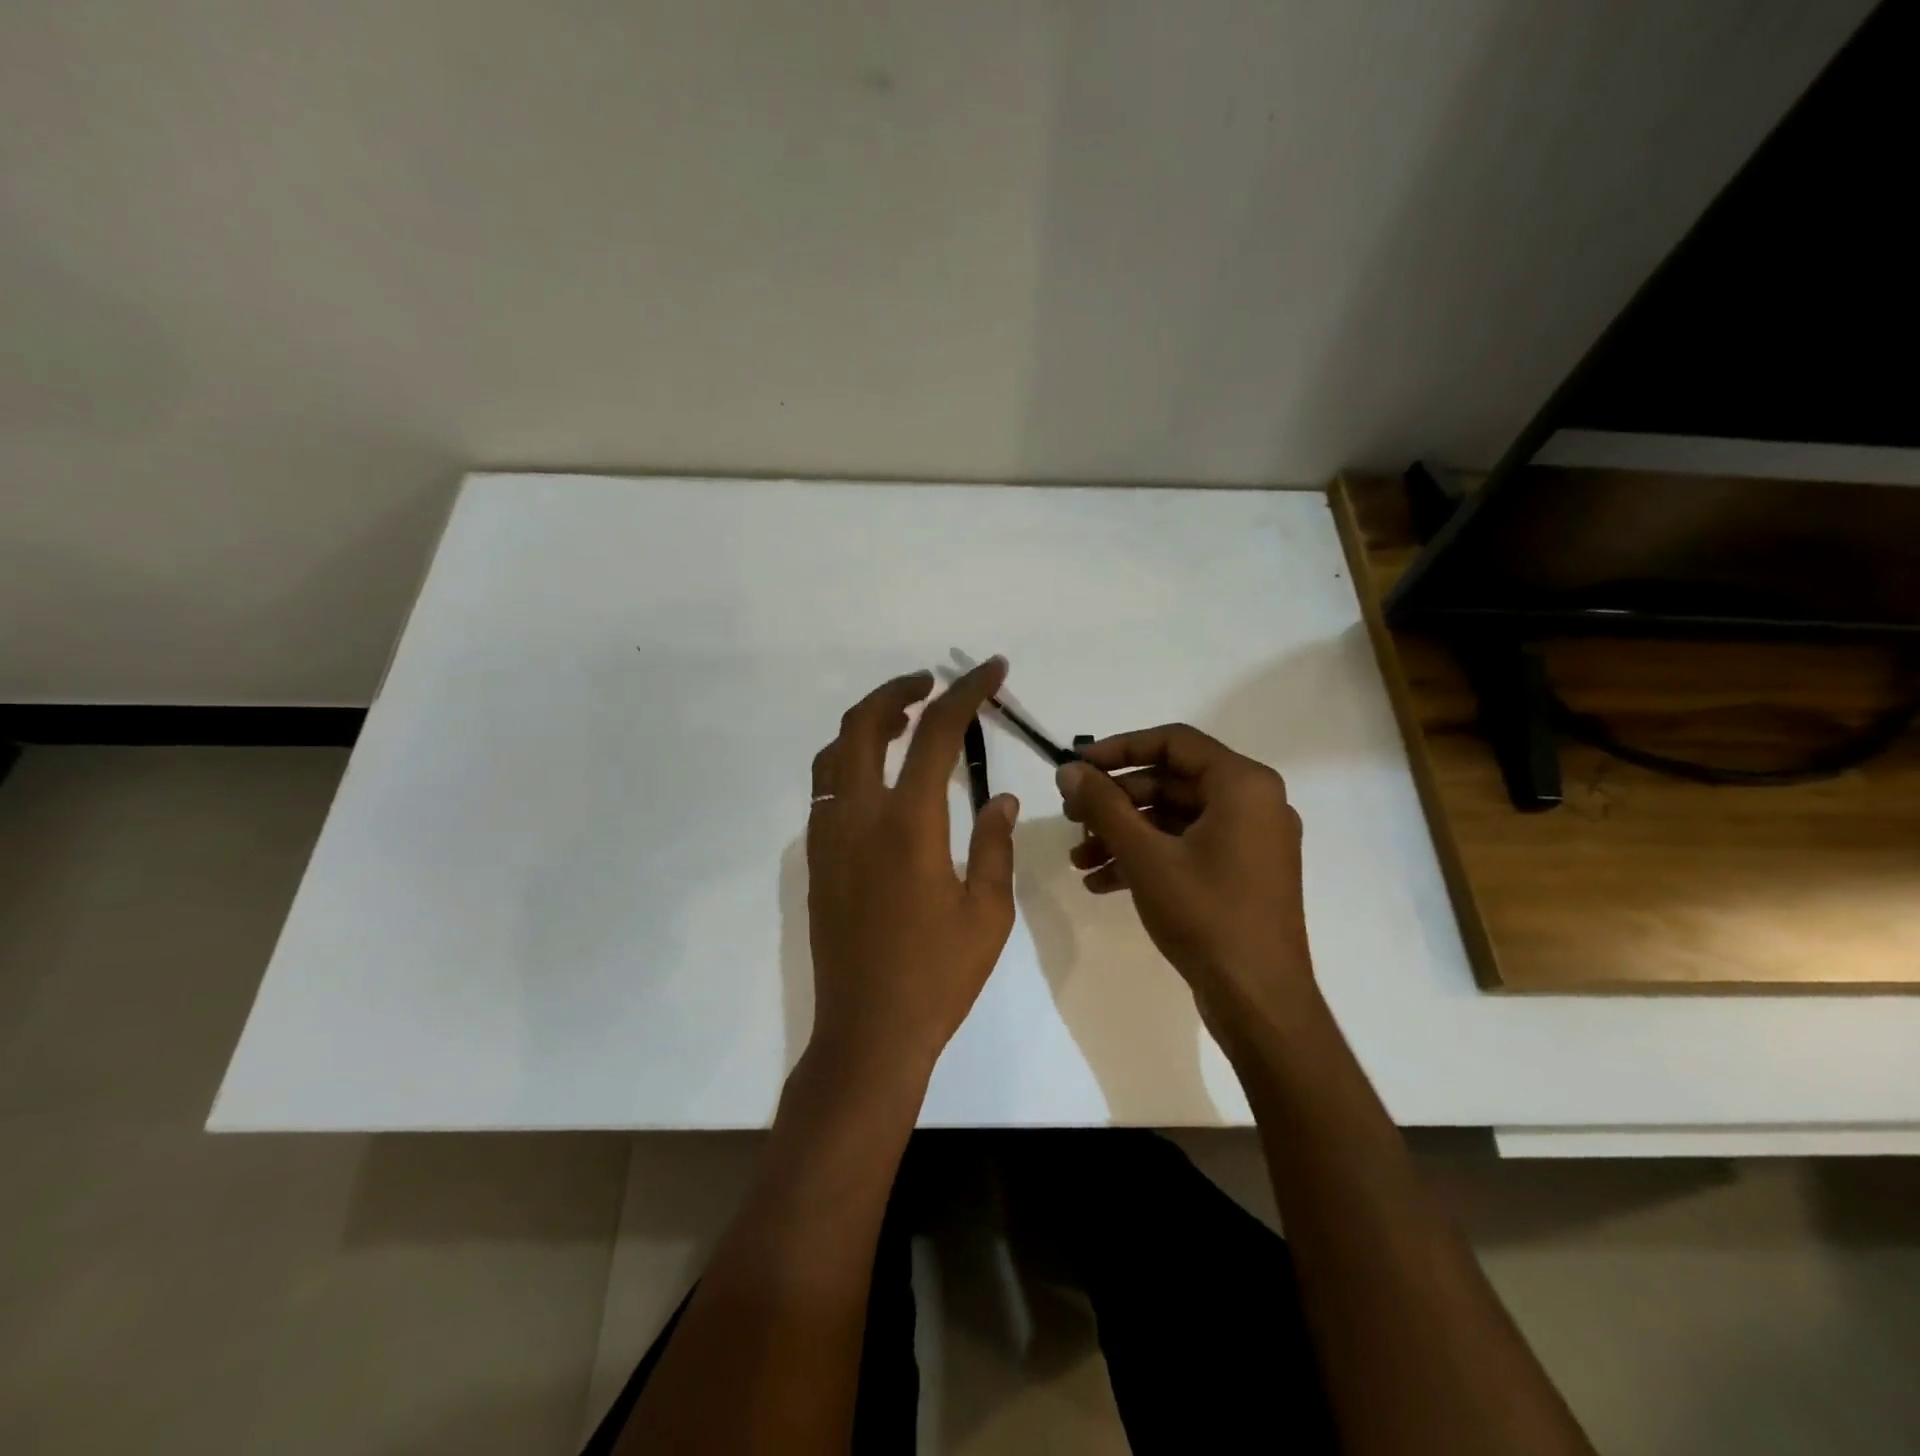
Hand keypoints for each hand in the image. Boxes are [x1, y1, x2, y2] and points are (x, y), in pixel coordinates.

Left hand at [804, 658, 1020, 1088]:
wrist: (868, 1032)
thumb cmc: (938, 976)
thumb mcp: (987, 911)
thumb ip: (994, 843)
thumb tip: (998, 795)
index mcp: (909, 825)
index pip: (936, 734)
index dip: (966, 693)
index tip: (990, 671)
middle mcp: (859, 817)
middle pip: (863, 724)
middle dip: (898, 691)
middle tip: (932, 685)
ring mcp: (828, 837)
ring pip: (835, 753)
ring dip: (869, 724)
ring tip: (906, 724)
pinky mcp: (816, 859)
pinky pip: (827, 788)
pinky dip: (852, 761)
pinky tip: (882, 782)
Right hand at [1055, 724, 1316, 1043]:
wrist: (1259, 1002)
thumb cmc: (1206, 915)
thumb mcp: (1145, 855)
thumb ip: (1104, 805)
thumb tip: (1068, 771)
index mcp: (1243, 784)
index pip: (1173, 741)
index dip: (1118, 749)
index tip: (1077, 766)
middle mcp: (1253, 803)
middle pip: (1171, 782)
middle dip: (1115, 801)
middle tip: (1071, 816)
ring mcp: (1249, 841)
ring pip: (1174, 819)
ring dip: (1123, 834)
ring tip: (1078, 857)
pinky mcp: (1241, 873)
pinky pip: (1187, 848)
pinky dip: (1146, 858)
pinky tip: (1100, 881)